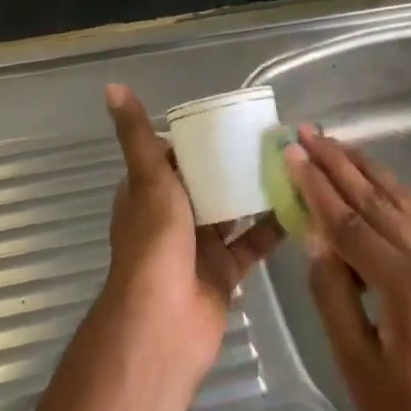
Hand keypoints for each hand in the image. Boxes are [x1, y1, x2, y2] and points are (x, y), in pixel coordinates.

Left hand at [102, 84, 281, 371]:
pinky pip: (252, 243)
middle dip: (233, 161)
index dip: (199, 137)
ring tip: (291, 162)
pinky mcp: (225, 272)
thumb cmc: (153, 242)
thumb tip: (112, 86)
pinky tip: (299, 203)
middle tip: (272, 136)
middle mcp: (173, 216)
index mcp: (149, 192)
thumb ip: (136, 134)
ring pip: (232, 210)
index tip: (232, 117)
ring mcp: (199, 245)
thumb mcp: (148, 177)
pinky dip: (273, 227)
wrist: (162, 324)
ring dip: (255, 191)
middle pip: (207, 181)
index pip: (173, 154)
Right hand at [284, 126, 410, 410]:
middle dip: (337, 163)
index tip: (291, 152)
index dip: (317, 187)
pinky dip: (387, 189)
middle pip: (376, 200)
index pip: (351, 223)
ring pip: (400, 198)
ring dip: (364, 167)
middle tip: (307, 132)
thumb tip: (313, 236)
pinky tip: (370, 178)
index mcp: (408, 288)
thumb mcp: (355, 364)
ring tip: (333, 143)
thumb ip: (331, 293)